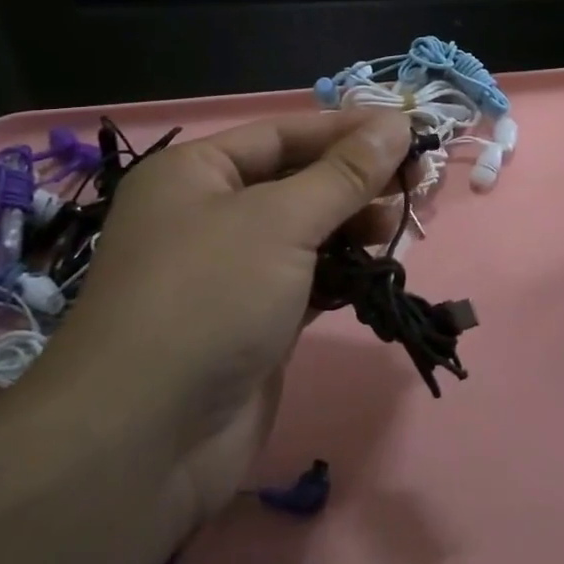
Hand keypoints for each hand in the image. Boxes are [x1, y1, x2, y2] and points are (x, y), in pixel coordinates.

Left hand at [31, 110, 411, 531]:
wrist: (146, 440)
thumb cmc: (209, 298)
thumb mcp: (281, 221)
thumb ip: (345, 174)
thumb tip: (397, 124)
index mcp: (195, 173)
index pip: (283, 134)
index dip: (346, 131)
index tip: (409, 132)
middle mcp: (207, 215)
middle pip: (296, 181)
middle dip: (354, 180)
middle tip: (417, 181)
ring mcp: (228, 272)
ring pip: (304, 232)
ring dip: (352, 226)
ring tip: (396, 227)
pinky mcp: (251, 322)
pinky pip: (306, 280)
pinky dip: (340, 272)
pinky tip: (374, 271)